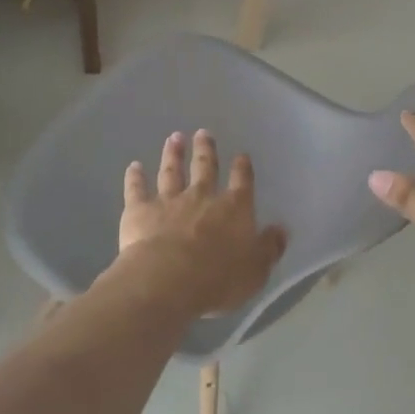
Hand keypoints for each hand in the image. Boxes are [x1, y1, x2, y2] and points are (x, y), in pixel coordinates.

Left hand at [112, 130, 287, 316]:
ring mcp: (169, 201)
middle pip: (205, 167)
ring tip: (174, 138)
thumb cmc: (218, 279)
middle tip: (203, 133)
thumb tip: (281, 230)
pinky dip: (134, 177)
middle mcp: (202, 197)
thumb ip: (269, 248)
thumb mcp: (256, 270)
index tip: (241, 155)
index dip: (242, 168)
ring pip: (172, 171)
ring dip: (173, 154)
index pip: (242, 182)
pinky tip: (133, 166)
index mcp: (234, 209)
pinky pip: (136, 189)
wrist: (168, 280)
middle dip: (205, 150)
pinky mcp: (140, 211)